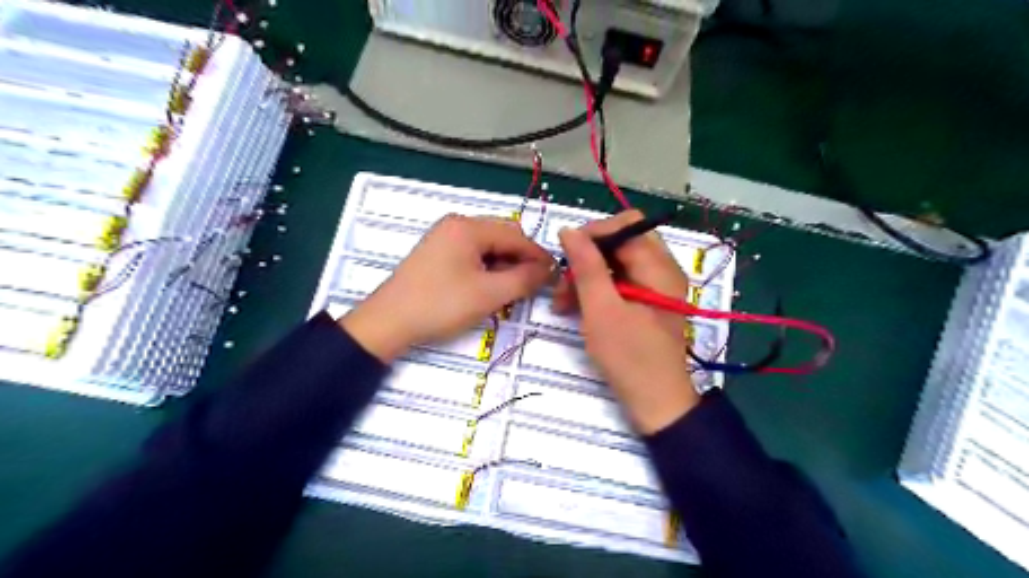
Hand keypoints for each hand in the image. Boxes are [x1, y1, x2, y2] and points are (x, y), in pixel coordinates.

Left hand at [341, 214, 553, 362]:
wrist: (388, 322)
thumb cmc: (440, 305)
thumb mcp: (489, 294)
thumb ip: (524, 279)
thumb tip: (550, 269)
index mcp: (468, 227)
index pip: (516, 236)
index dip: (538, 256)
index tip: (556, 276)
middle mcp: (457, 225)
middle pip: (502, 237)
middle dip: (520, 260)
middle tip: (532, 286)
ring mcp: (444, 238)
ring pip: (488, 247)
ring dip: (504, 266)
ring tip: (510, 291)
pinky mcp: (437, 253)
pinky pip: (473, 255)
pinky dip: (487, 269)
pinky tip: (489, 287)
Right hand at [555, 210, 698, 432]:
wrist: (655, 402)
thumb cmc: (629, 357)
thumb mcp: (601, 309)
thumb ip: (586, 266)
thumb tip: (569, 230)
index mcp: (659, 267)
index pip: (625, 226)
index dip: (593, 234)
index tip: (565, 256)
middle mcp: (662, 270)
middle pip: (620, 242)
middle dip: (587, 257)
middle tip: (563, 282)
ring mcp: (655, 286)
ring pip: (616, 263)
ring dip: (587, 276)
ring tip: (562, 302)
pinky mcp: (646, 302)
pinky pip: (619, 282)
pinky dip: (597, 290)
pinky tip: (576, 308)